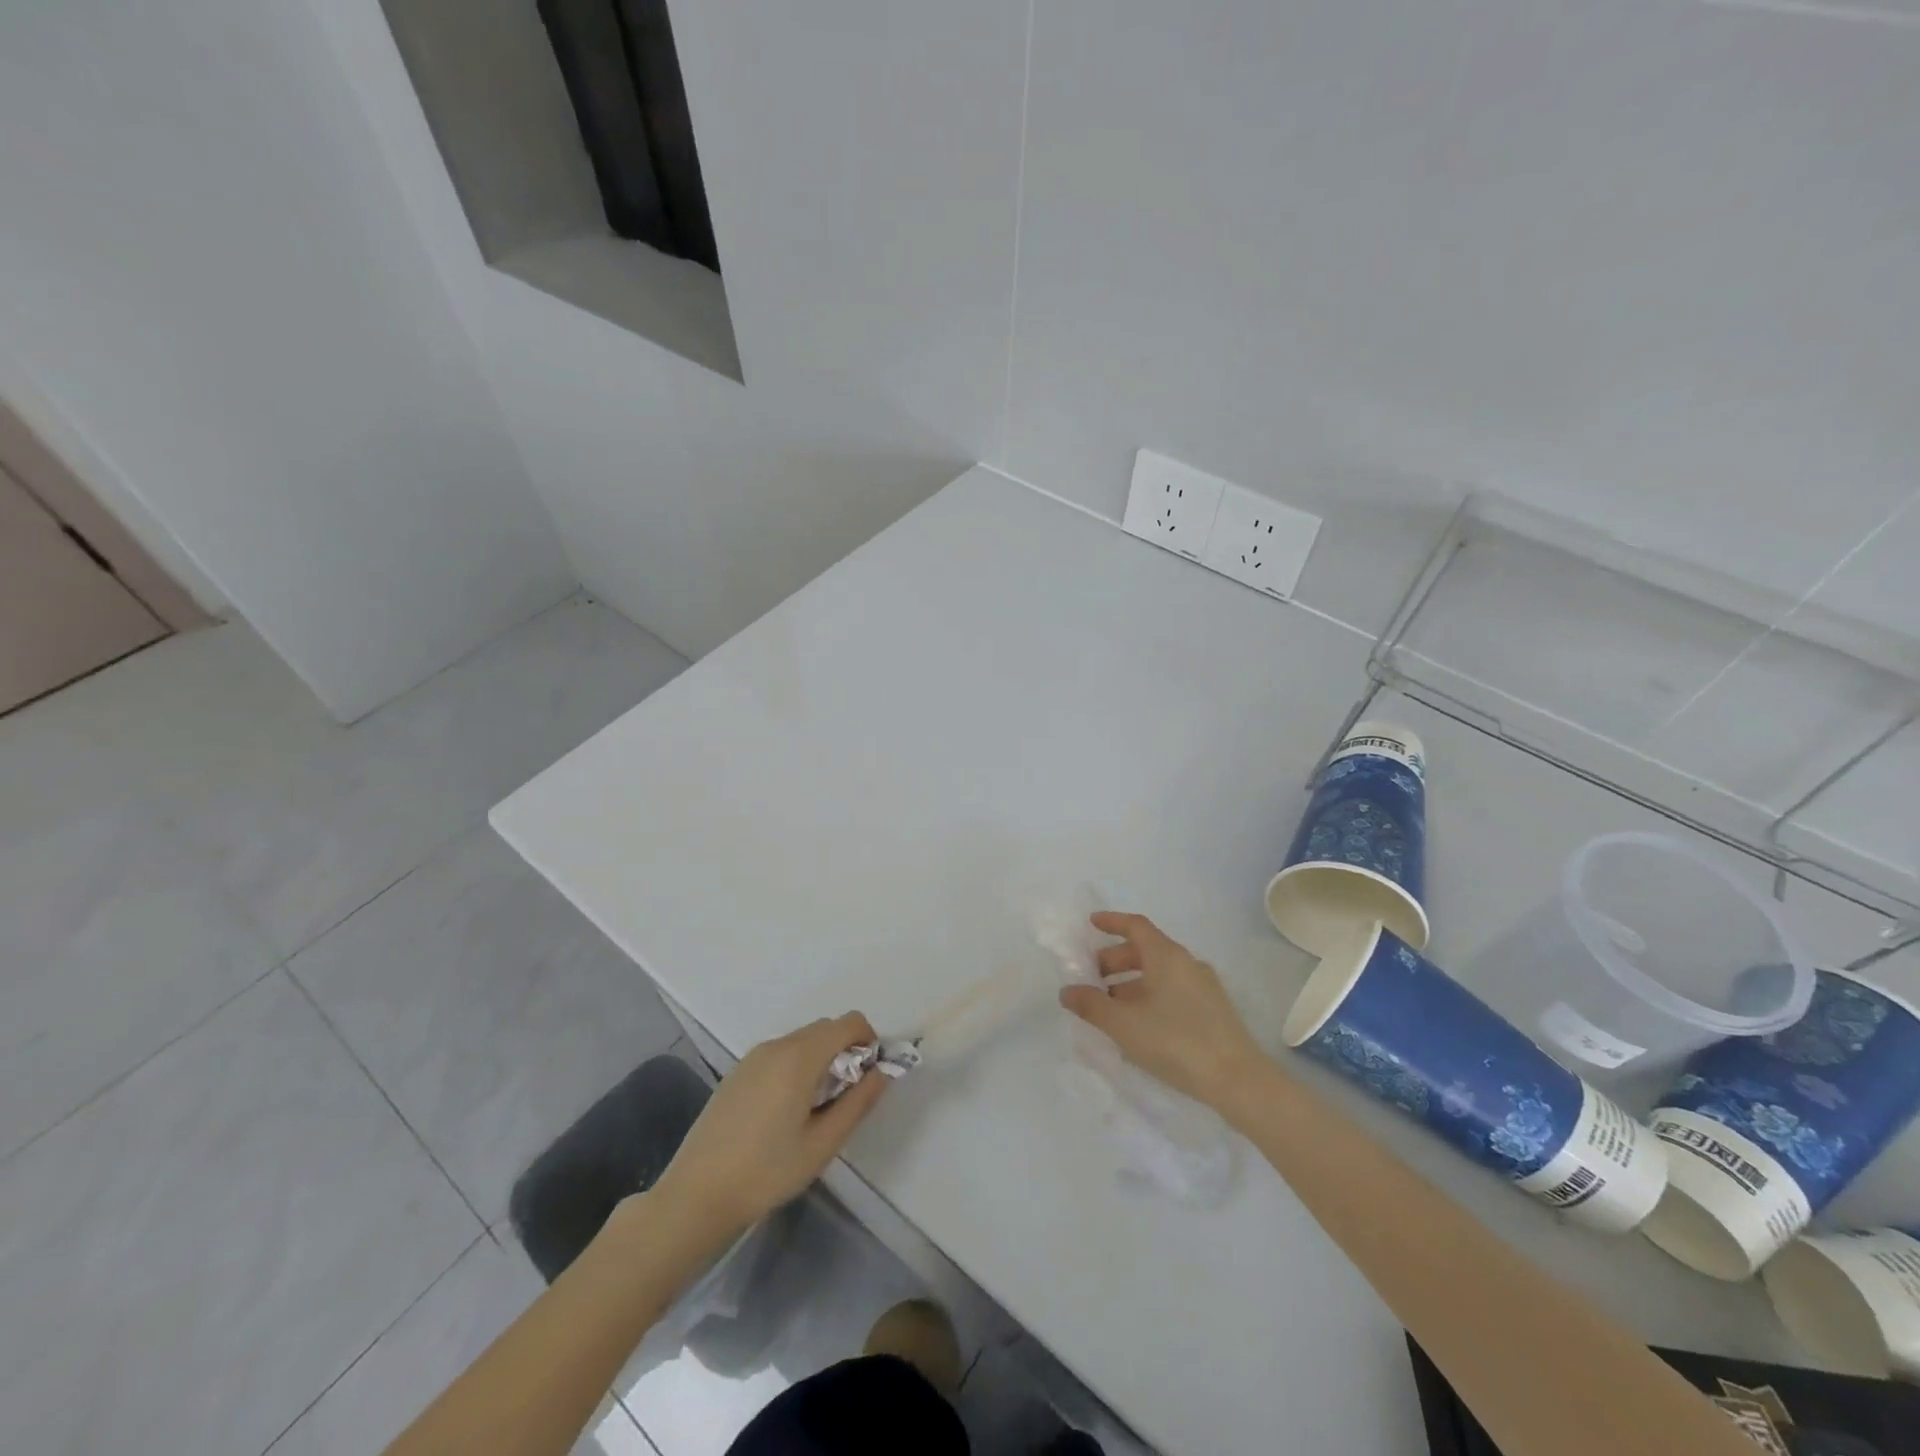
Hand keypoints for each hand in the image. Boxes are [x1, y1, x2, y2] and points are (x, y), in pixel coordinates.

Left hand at [652, 1013, 888, 1233]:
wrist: (696, 1195)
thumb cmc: (766, 1171)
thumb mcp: (823, 1143)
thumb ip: (858, 1102)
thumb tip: (882, 1072)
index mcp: (800, 1056)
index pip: (849, 1023)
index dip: (869, 1042)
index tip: (869, 1078)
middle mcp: (777, 1045)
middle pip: (826, 1028)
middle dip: (846, 1052)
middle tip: (845, 1099)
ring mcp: (753, 1056)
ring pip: (802, 1040)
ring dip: (821, 1059)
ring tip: (815, 1109)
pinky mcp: (738, 1071)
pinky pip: (780, 1053)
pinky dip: (797, 1066)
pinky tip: (785, 1112)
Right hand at [1059, 912, 1267, 1110]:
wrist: (1238, 1081)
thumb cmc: (1175, 1041)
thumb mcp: (1124, 1024)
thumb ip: (1091, 1005)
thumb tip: (1067, 991)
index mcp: (1167, 956)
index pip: (1136, 926)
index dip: (1112, 922)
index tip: (1091, 924)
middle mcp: (1187, 963)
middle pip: (1146, 950)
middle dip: (1115, 960)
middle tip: (1092, 978)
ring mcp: (1204, 987)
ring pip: (1159, 974)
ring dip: (1131, 983)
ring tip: (1110, 1007)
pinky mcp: (1213, 1011)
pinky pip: (1173, 991)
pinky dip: (1150, 997)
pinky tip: (1138, 1025)